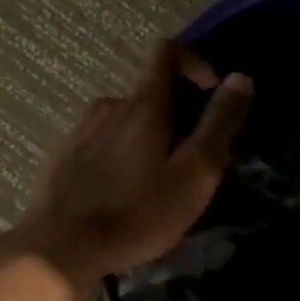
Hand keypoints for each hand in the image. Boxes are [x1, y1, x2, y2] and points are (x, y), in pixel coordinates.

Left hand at [14, 39, 252, 290]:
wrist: (59, 249)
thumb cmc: (136, 213)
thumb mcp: (194, 174)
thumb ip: (219, 124)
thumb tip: (240, 78)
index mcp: (143, 104)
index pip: (167, 52)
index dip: (195, 62)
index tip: (210, 93)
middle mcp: (109, 105)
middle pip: (149, 92)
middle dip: (176, 115)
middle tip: (190, 160)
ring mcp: (81, 130)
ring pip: (125, 119)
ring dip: (147, 138)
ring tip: (155, 183)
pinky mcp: (63, 156)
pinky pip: (101, 141)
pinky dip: (120, 155)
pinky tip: (121, 194)